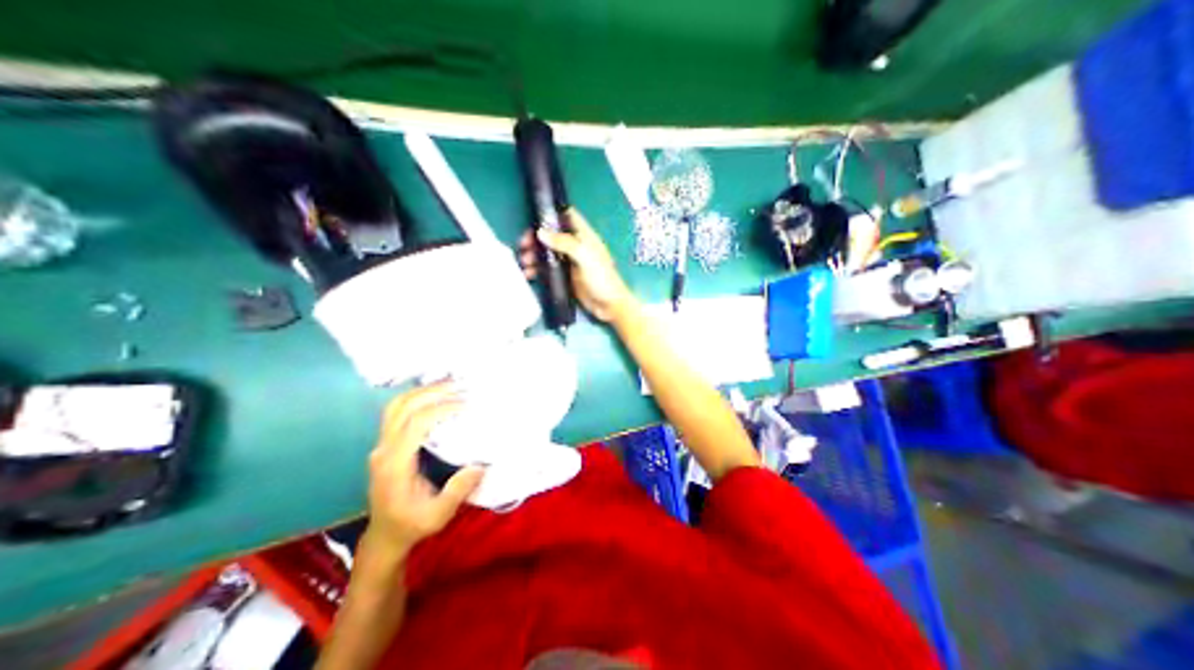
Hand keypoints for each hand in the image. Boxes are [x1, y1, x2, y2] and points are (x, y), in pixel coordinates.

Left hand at [370, 383, 489, 554]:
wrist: (385, 536)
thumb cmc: (411, 526)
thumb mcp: (438, 515)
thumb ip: (456, 491)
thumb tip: (480, 465)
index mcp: (395, 465)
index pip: (415, 424)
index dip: (440, 409)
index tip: (466, 405)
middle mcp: (384, 450)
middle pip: (402, 408)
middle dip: (432, 392)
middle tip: (461, 385)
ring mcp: (381, 446)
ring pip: (395, 406)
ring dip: (421, 392)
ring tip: (449, 385)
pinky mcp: (385, 445)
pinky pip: (396, 413)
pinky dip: (415, 399)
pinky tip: (434, 397)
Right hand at [519, 209, 638, 325]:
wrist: (609, 306)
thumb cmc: (601, 278)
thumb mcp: (585, 257)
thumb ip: (564, 243)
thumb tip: (540, 232)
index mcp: (584, 235)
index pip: (567, 215)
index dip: (552, 214)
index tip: (534, 218)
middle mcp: (575, 245)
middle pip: (551, 234)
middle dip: (536, 238)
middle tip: (523, 246)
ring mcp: (569, 261)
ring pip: (547, 251)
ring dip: (534, 254)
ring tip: (524, 262)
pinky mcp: (564, 275)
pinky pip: (547, 268)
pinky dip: (536, 269)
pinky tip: (528, 274)